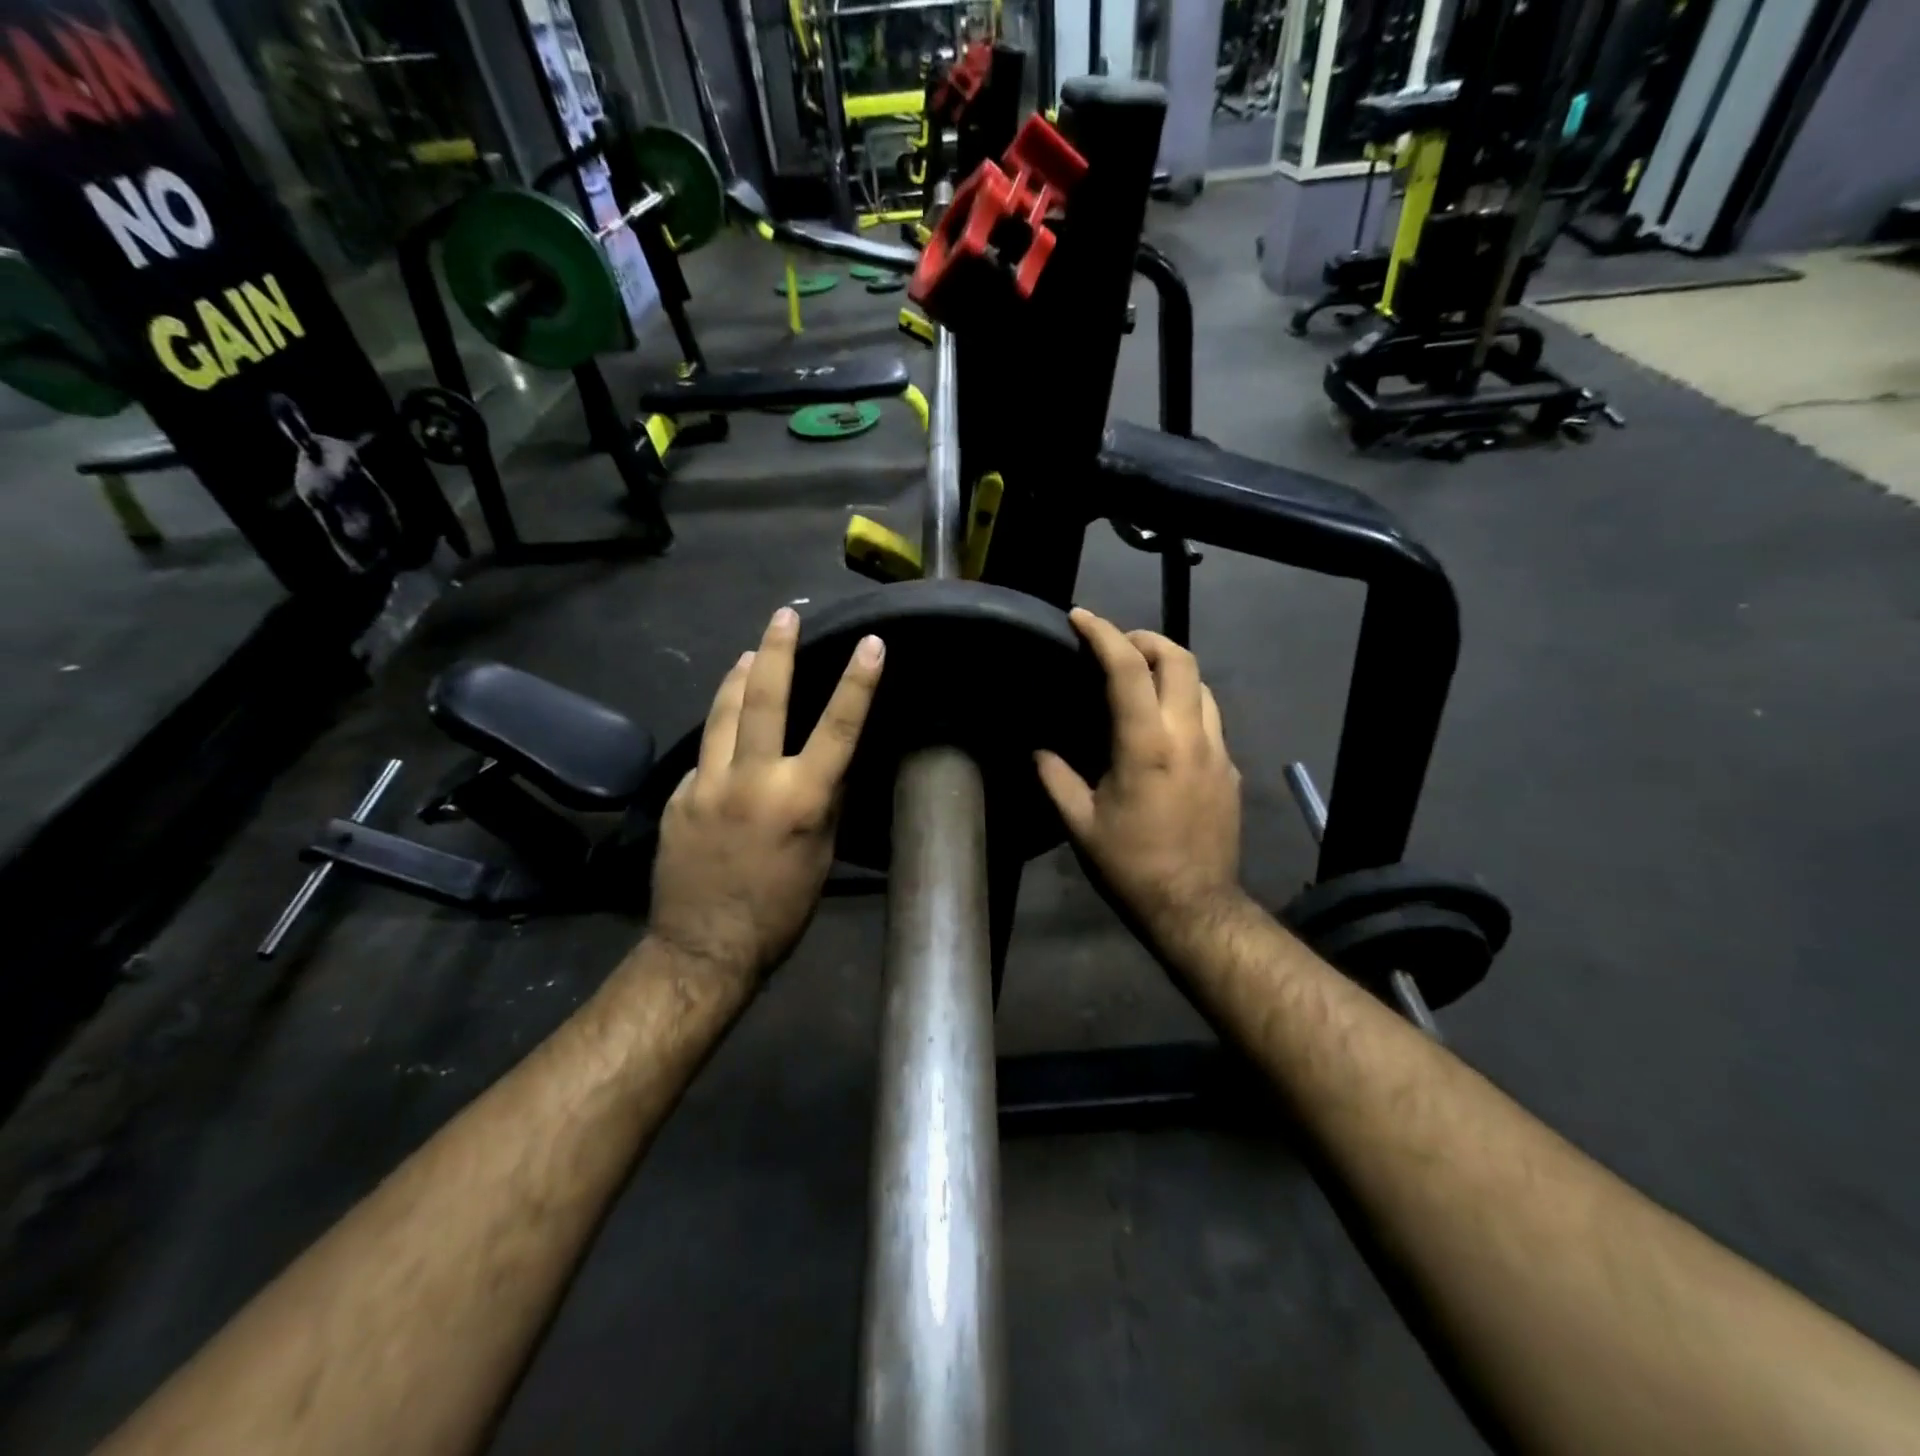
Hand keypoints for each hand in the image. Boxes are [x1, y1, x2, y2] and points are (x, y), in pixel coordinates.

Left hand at [649, 607, 884, 981]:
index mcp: (800, 799)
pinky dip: (720, 733)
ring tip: (749, 652)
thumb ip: (826, 802)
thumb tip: (831, 764)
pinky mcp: (677, 796)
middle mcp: (751, 780)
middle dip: (776, 650)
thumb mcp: (821, 856)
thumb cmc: (780, 910)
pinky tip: (726, 731)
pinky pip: (704, 753)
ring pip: (722, 713)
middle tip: (782, 615)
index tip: (871, 643)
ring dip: (738, 677)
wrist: (704, 947)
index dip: (857, 682)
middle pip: (764, 699)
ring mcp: (706, 784)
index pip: (838, 728)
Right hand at [1036, 609, 1245, 947]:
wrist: (1194, 906)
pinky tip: (1164, 727)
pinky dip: (1185, 703)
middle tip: (1116, 645)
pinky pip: (1210, 717)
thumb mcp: (1080, 824)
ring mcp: (1217, 750)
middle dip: (1146, 638)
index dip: (1102, 633)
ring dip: (1170, 669)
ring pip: (1202, 684)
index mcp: (1147, 744)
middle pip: (1179, 658)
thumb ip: (1054, 777)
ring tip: (1141, 679)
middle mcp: (1189, 735)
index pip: (1127, 668)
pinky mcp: (1230, 769)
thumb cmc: (1131, 865)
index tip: (1080, 617)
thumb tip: (1038, 749)